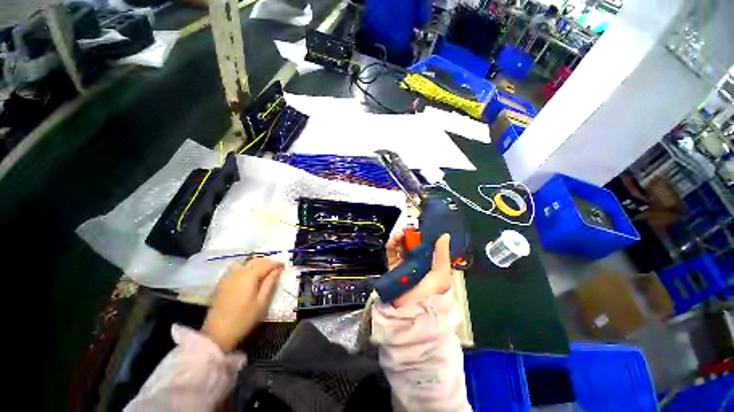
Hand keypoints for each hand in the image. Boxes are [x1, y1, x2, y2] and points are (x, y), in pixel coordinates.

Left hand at [201, 258, 283, 351]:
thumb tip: (277, 271)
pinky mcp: (223, 283)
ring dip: (257, 264)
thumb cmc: (244, 318)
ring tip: (266, 271)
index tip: (284, 266)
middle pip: (255, 261)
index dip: (276, 264)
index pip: (266, 264)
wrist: (218, 333)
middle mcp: (239, 272)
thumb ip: (270, 283)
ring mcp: (229, 277)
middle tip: (276, 268)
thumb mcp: (262, 302)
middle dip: (267, 262)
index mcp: (249, 276)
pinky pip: (238, 270)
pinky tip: (252, 276)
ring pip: (246, 264)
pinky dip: (248, 269)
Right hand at [386, 232, 452, 307]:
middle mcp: (418, 263)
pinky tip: (392, 242)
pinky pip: (391, 255)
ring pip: (401, 248)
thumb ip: (442, 255)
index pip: (427, 246)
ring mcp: (405, 266)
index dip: (422, 235)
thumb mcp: (440, 275)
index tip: (419, 227)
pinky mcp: (393, 269)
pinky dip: (391, 247)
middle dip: (409, 235)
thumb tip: (445, 234)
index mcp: (431, 264)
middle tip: (406, 229)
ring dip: (399, 239)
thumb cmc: (430, 294)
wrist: (411, 313)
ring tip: (398, 235)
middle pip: (413, 245)